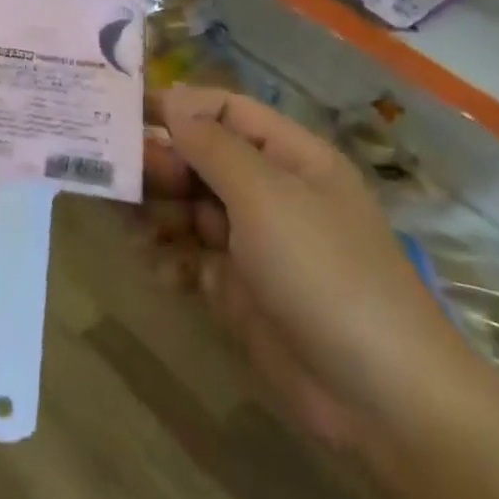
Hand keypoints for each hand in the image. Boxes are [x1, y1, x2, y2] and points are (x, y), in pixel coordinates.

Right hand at [145, 87, 498, 473]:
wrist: (380, 397)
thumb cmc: (324, 271)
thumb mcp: (265, 195)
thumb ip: (212, 146)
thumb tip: (173, 102)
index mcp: (288, 157)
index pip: (223, 112)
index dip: (177, 107)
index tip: (124, 113)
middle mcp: (268, 191)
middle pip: (198, 160)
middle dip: (158, 166)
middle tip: (118, 178)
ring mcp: (253, 241)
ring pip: (186, 207)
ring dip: (155, 213)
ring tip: (130, 227)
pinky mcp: (238, 287)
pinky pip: (190, 255)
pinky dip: (169, 257)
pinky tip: (160, 270)